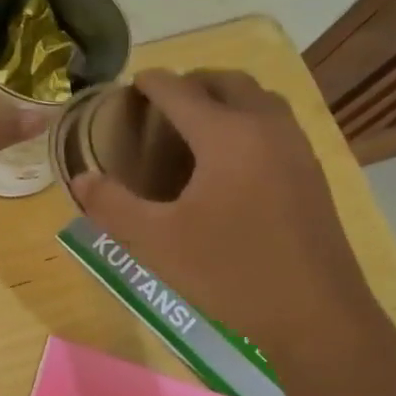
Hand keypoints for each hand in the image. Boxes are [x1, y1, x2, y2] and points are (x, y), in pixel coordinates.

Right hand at [68, 69, 391, 366]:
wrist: (315, 313)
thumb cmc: (229, 273)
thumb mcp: (156, 242)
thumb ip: (113, 206)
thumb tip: (80, 179)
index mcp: (226, 135)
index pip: (181, 91)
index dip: (152, 83)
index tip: (130, 86)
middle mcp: (265, 127)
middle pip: (226, 82)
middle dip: (191, 82)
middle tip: (160, 105)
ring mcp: (296, 147)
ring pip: (258, 98)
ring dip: (224, 97)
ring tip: (194, 125)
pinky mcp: (311, 172)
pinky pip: (275, 123)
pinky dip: (247, 118)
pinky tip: (230, 159)